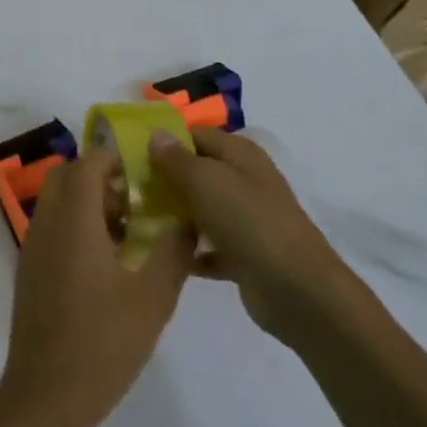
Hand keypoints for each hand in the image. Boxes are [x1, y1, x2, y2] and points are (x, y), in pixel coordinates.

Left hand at [0, 145, 192, 426]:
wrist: (46, 395)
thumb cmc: (103, 344)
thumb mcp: (152, 299)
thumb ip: (172, 252)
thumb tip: (187, 219)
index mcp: (73, 220)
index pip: (88, 163)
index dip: (116, 158)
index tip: (146, 170)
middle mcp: (47, 222)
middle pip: (68, 175)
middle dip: (101, 177)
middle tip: (137, 201)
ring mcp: (33, 245)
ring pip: (58, 200)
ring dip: (89, 201)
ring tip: (129, 233)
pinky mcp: (30, 267)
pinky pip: (52, 225)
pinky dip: (76, 224)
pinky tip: (107, 262)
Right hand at [149, 129, 349, 337]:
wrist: (298, 291)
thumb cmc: (249, 221)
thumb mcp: (206, 180)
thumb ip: (177, 158)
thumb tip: (156, 134)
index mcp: (240, 155)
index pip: (195, 135)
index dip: (166, 142)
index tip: (131, 154)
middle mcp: (244, 181)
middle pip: (197, 172)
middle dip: (165, 180)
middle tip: (128, 189)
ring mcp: (246, 219)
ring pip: (201, 209)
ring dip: (174, 215)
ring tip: (138, 220)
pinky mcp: (244, 255)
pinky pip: (209, 246)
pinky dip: (190, 249)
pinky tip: (163, 253)